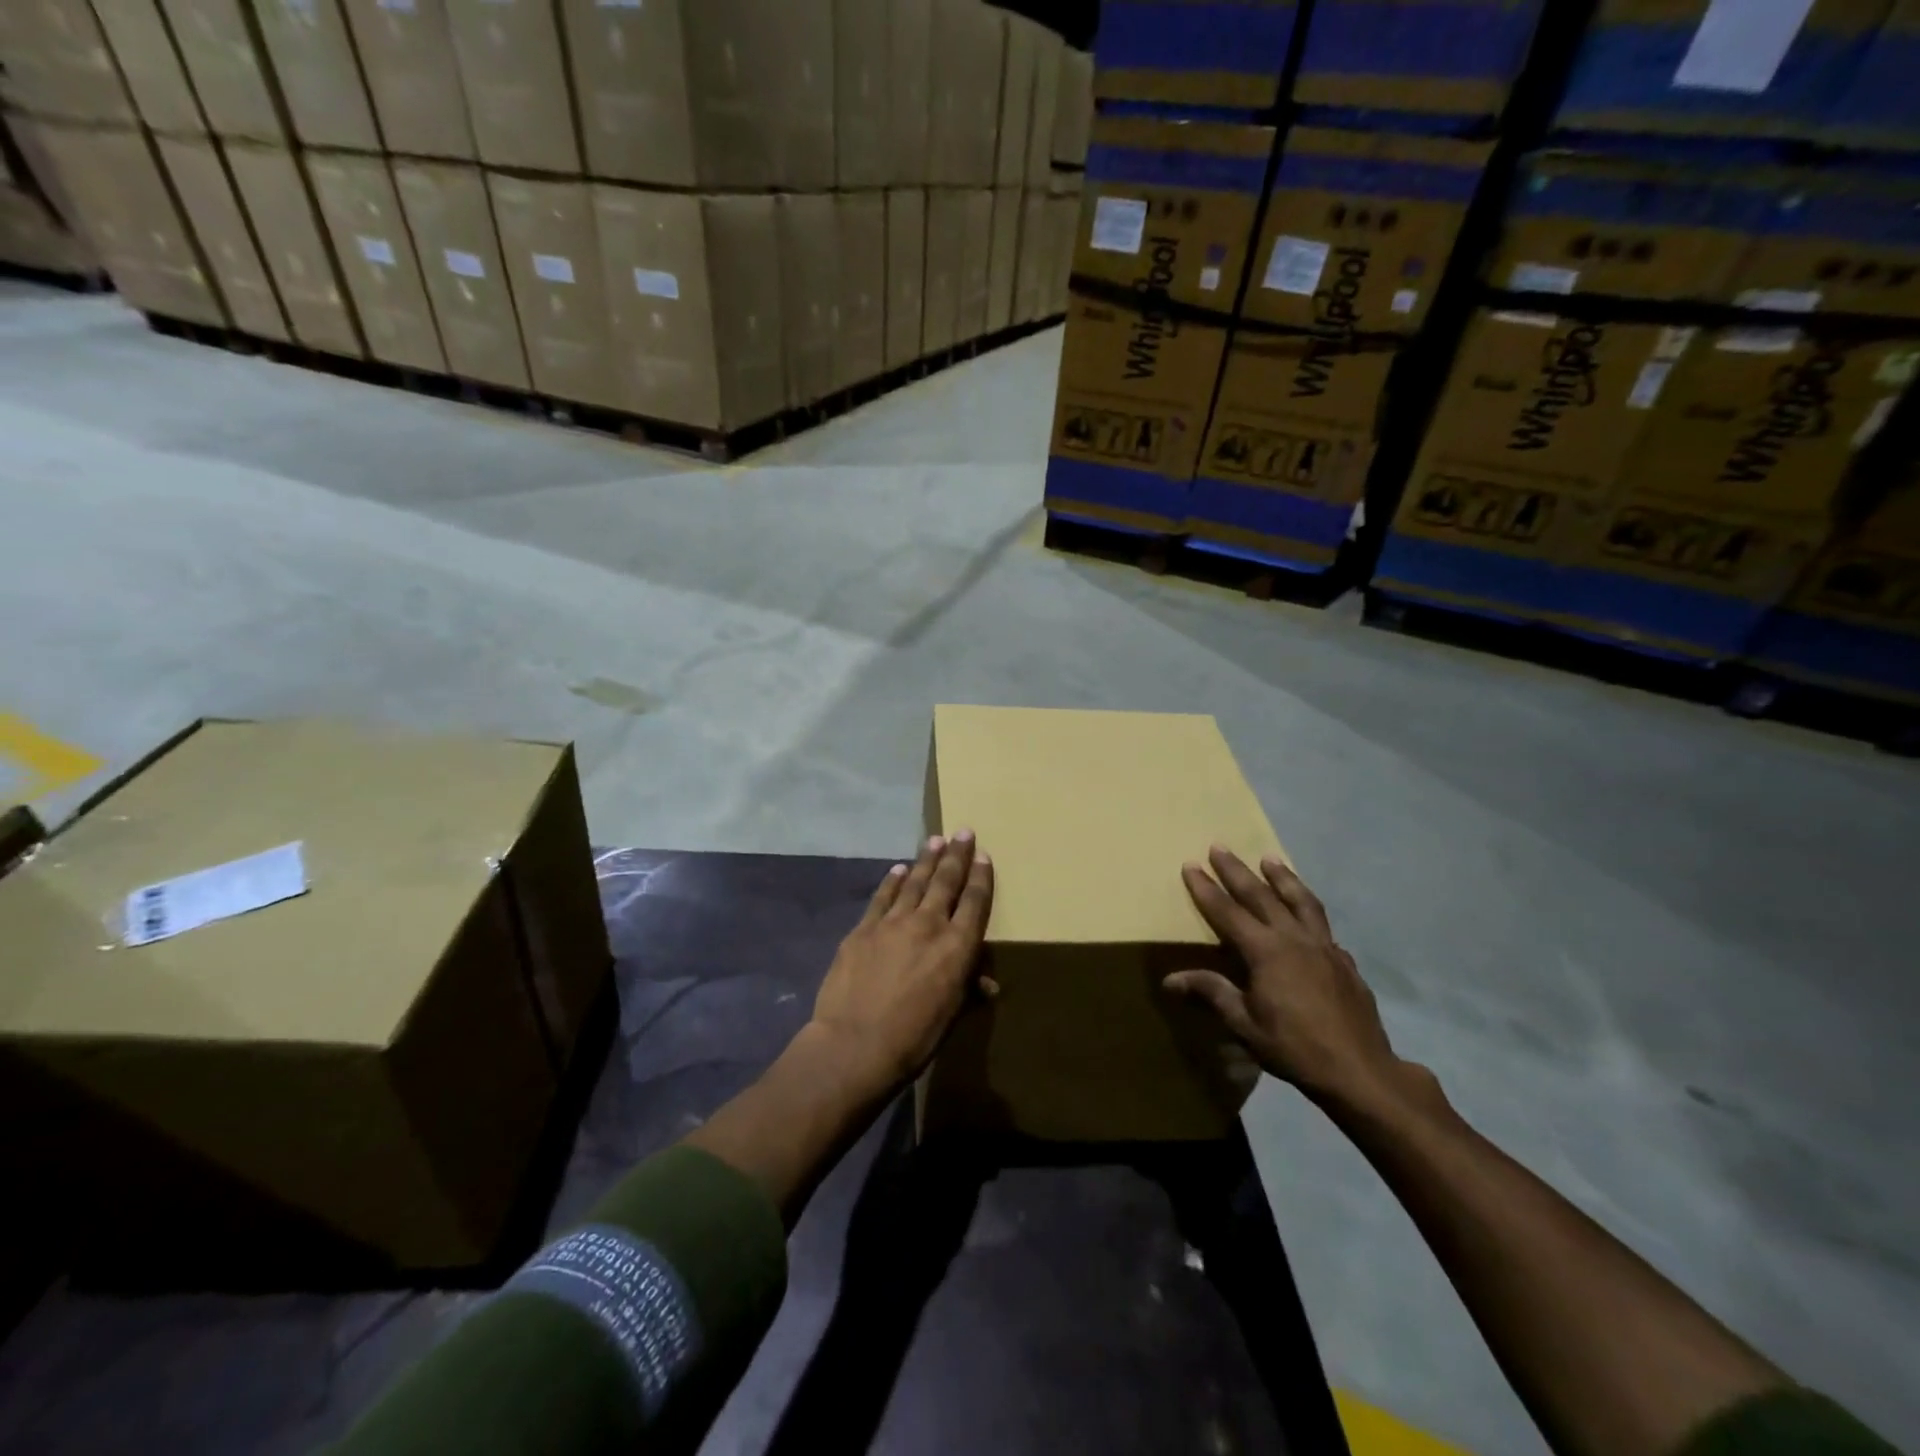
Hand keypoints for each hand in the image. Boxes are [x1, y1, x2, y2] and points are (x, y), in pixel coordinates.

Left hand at [810, 831, 995, 1091]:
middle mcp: (928, 924)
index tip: (983, 854)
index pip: (974, 902)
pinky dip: (892, 881)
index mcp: (957, 947)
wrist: (854, 1044)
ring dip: (926, 860)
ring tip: (935, 840)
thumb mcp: (951, 1017)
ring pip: (914, 881)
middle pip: (946, 882)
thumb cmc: (914, 1037)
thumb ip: (969, 991)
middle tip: (963, 831)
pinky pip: (882, 897)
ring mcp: (893, 922)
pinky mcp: (863, 929)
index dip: (981, 877)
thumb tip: (988, 984)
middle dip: (956, 855)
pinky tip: (898, 869)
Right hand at [1166, 846, 1422, 1114]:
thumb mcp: (1244, 1024)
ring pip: (1300, 900)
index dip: (1206, 889)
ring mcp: (1324, 947)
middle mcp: (1294, 939)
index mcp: (1265, 952)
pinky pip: (1322, 924)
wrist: (1360, 1071)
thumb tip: (1170, 979)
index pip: (1227, 912)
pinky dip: (1309, 910)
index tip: (1190, 865)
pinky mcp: (1344, 960)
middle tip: (1220, 846)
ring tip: (1270, 858)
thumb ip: (1211, 993)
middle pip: (1261, 895)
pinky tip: (1306, 913)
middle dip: (1237, 870)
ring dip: (1282, 877)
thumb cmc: (1294, 1048)